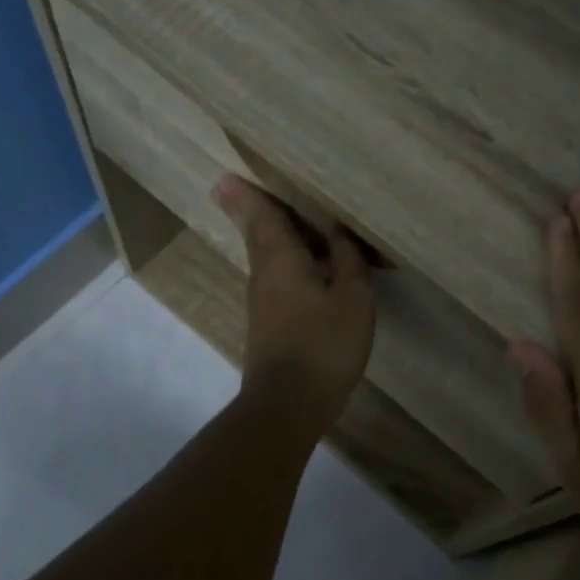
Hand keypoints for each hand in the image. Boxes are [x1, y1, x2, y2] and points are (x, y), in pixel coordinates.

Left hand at [213, 174, 375, 433]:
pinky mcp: (267, 324)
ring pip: (263, 257)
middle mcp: (263, 275)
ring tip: (277, 216)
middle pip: (255, 234)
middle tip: (233, 187)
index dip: (249, 194)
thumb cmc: (324, 345)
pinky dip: (281, 261)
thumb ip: (347, 261)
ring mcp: (261, 302)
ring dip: (266, 234)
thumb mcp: (352, 299)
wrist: (288, 404)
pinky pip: (273, 278)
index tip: (227, 176)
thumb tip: (338, 231)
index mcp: (281, 259)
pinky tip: (300, 265)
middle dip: (248, 209)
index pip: (262, 216)